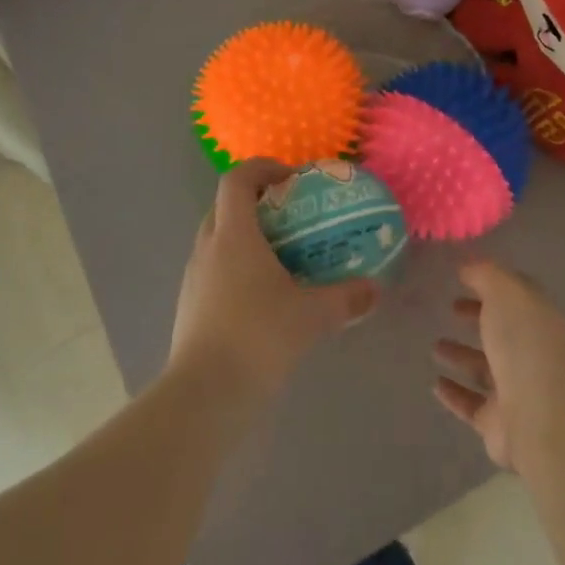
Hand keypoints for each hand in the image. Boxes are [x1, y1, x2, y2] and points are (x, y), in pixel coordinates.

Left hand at [169, 160, 379, 405]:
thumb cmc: (258, 337)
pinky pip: (214, 268)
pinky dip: (238, 266)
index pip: (237, 179)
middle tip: (293, 216)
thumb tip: (375, 289)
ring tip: (283, 256)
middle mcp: (207, 247)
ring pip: (218, 239)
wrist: (205, 395)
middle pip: (226, 206)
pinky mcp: (190, 305)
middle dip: (258, 202)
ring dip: (247, 236)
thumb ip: (347, 297)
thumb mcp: (312, 315)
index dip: (263, 168)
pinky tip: (264, 295)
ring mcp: (194, 277)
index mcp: (233, 234)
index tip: (293, 178)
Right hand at [432, 259, 564, 471]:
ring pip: (485, 369)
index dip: (491, 286)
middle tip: (451, 308)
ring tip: (434, 346)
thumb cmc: (526, 342)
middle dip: (477, 319)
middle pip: (502, 333)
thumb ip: (485, 275)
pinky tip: (435, 385)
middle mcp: (533, 353)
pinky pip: (472, 405)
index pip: (516, 297)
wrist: (543, 415)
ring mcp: (517, 390)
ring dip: (461, 356)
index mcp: (540, 319)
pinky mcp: (499, 424)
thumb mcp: (506, 293)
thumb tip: (467, 266)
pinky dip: (454, 395)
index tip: (463, 279)